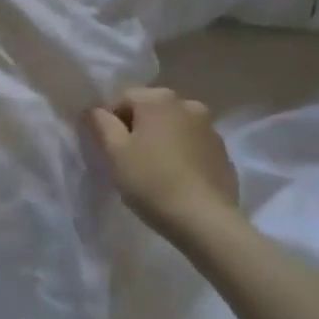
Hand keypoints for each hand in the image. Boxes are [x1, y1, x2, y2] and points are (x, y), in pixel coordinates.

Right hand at [89, 88, 240, 243]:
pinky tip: (175, 179)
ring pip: (172, 127)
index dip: (109, 121)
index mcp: (159, 99)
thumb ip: (100, 123)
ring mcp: (210, 128)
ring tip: (154, 170)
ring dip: (160, 140)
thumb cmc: (151, 181)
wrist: (205, 220)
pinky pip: (192, 145)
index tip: (108, 149)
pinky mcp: (223, 152)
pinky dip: (180, 153)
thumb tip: (95, 110)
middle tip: (128, 159)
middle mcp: (187, 104)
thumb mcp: (114, 152)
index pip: (122, 98)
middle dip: (136, 128)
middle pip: (150, 110)